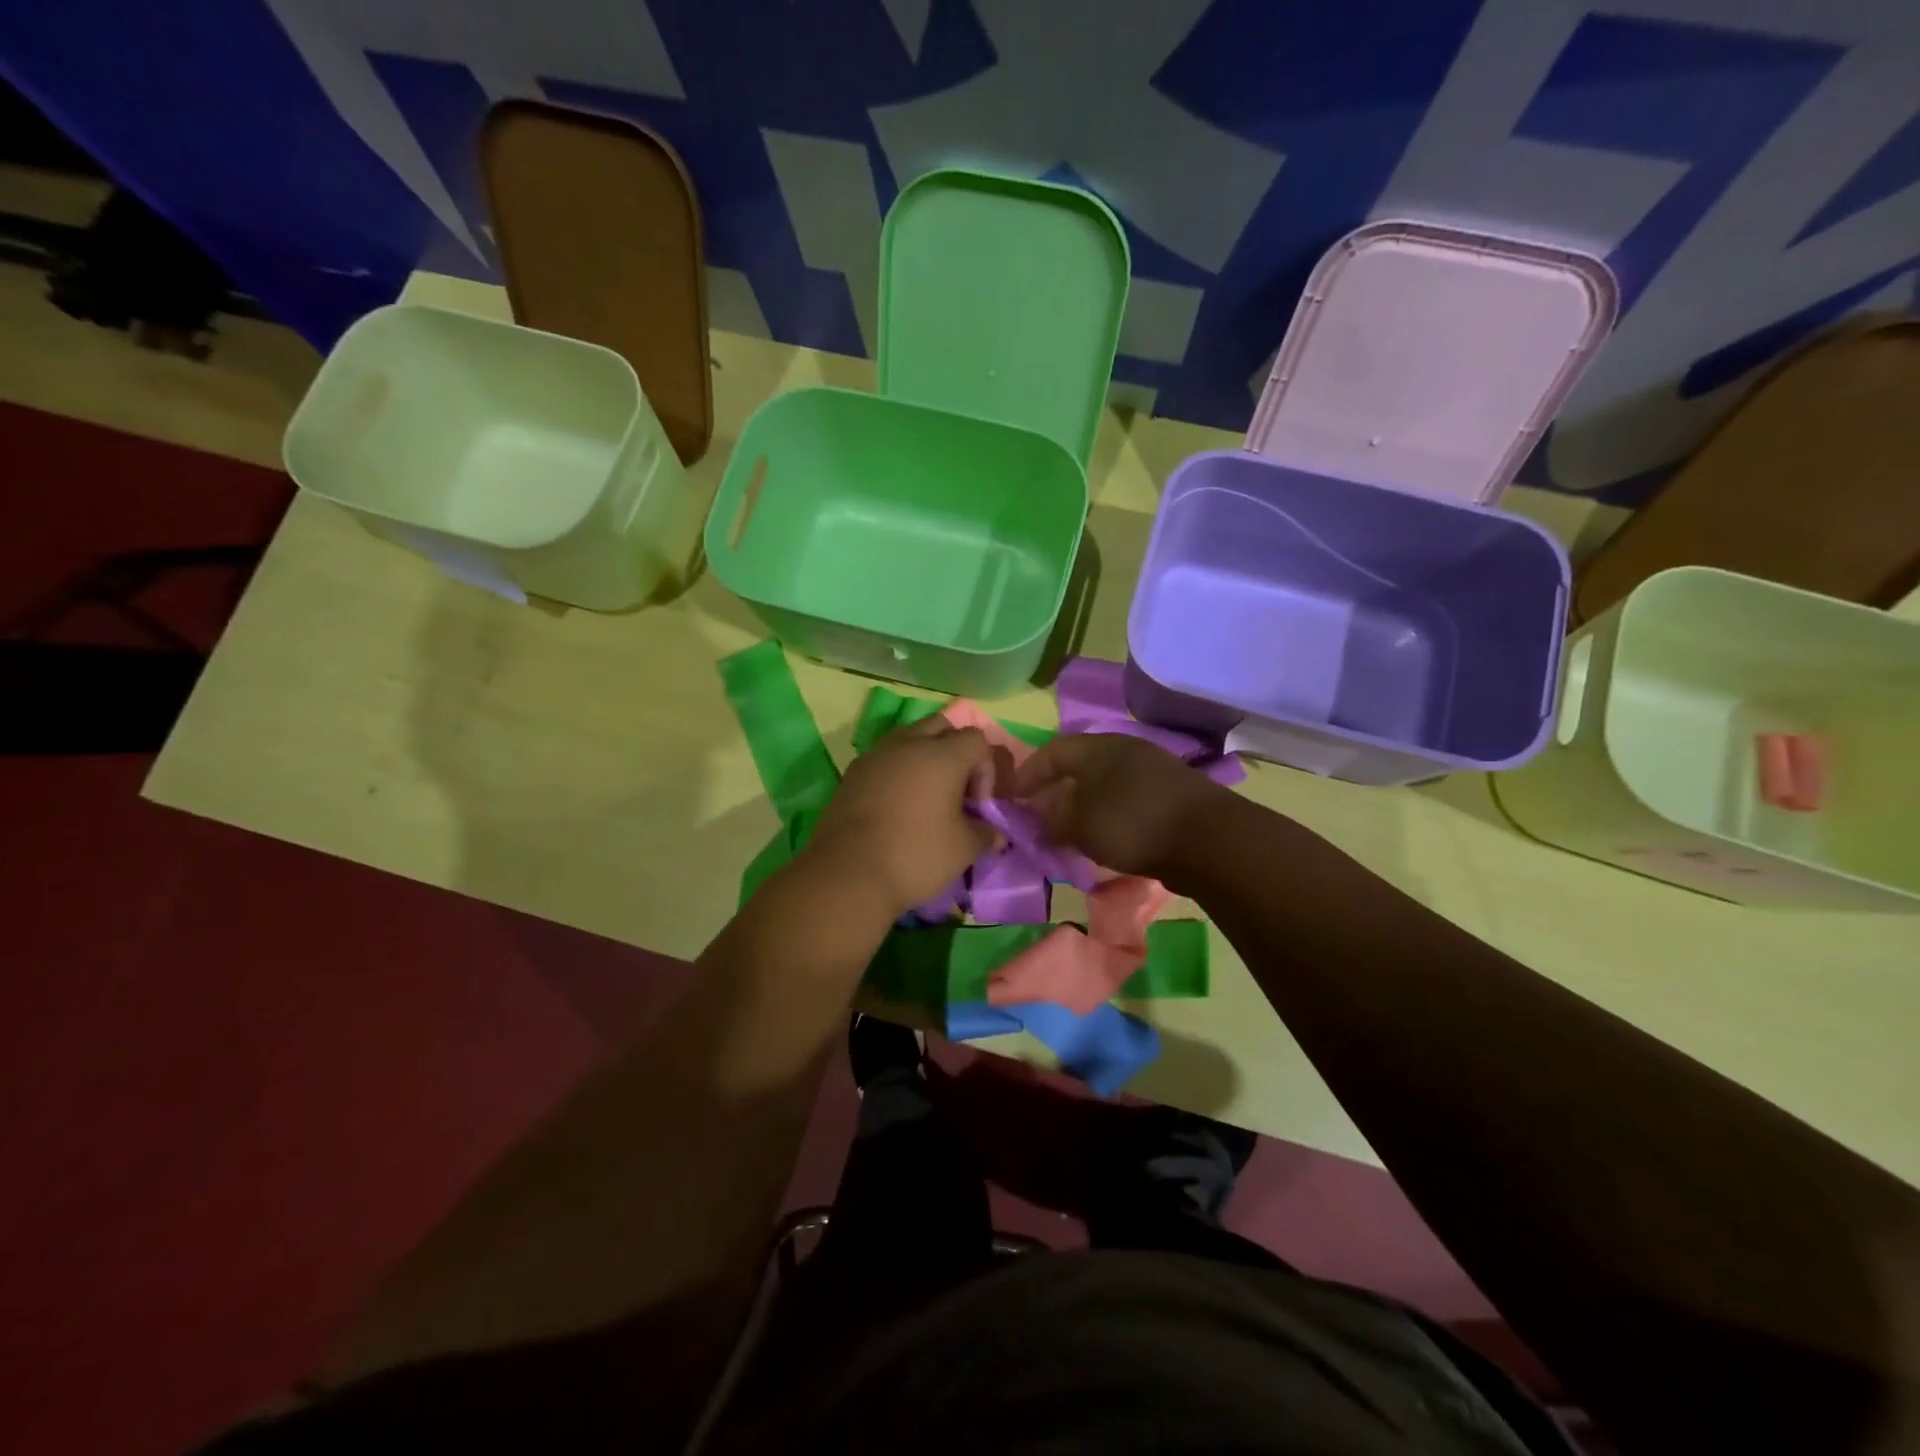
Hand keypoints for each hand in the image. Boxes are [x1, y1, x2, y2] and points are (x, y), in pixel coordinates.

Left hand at [809, 717, 996, 914]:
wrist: (848, 872)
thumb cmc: (916, 854)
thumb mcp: (964, 849)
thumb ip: (985, 834)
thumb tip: (995, 834)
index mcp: (943, 754)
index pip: (976, 740)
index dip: (985, 770)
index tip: (977, 806)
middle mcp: (908, 743)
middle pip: (942, 727)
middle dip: (955, 751)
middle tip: (955, 791)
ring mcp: (875, 755)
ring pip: (908, 739)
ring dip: (923, 759)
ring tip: (926, 797)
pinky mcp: (852, 774)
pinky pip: (883, 760)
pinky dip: (897, 773)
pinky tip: (896, 807)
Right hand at [1013, 733, 1228, 881]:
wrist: (1209, 840)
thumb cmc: (1133, 823)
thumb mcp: (1080, 824)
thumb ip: (1052, 818)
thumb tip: (1039, 813)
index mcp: (1098, 747)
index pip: (1051, 752)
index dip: (1027, 774)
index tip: (1011, 798)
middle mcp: (1124, 750)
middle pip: (1078, 766)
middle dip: (1054, 790)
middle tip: (1038, 816)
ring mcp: (1152, 770)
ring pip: (1103, 784)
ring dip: (1081, 805)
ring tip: (1068, 831)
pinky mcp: (1170, 795)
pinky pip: (1125, 799)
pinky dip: (1107, 815)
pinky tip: (1104, 837)